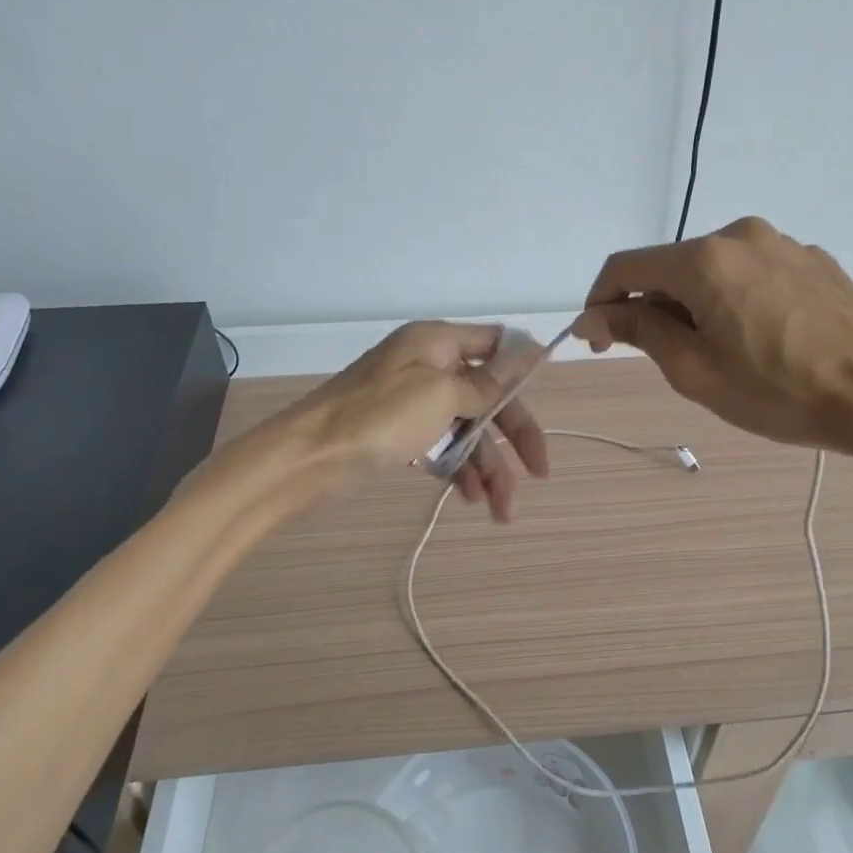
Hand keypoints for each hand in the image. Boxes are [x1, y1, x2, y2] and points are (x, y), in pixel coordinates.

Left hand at [278, 321, 548, 521]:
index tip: (545, 400)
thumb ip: (487, 381)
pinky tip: (471, 500)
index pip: (495, 343)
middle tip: (539, 474)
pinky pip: (442, 447)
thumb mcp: (441, 395)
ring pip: (467, 429)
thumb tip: (529, 352)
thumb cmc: (379, 417)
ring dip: (488, 466)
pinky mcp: (400, 433)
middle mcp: (428, 365)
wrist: (306, 459)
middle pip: (487, 395)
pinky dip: (459, 471)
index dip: (523, 369)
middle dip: (513, 436)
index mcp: (437, 342)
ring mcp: (413, 401)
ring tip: (501, 510)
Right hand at [574, 217, 852, 472]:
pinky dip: (736, 298)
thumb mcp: (695, 371)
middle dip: (654, 307)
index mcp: (704, 259)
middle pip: (671, 267)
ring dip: (696, 303)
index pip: (625, 267)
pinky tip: (761, 337)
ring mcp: (783, 243)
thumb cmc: (779, 391)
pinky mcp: (813, 258)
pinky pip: (753, 272)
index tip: (597, 340)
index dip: (600, 302)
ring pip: (713, 269)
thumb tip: (594, 317)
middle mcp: (740, 235)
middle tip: (666, 358)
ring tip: (720, 352)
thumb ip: (639, 332)